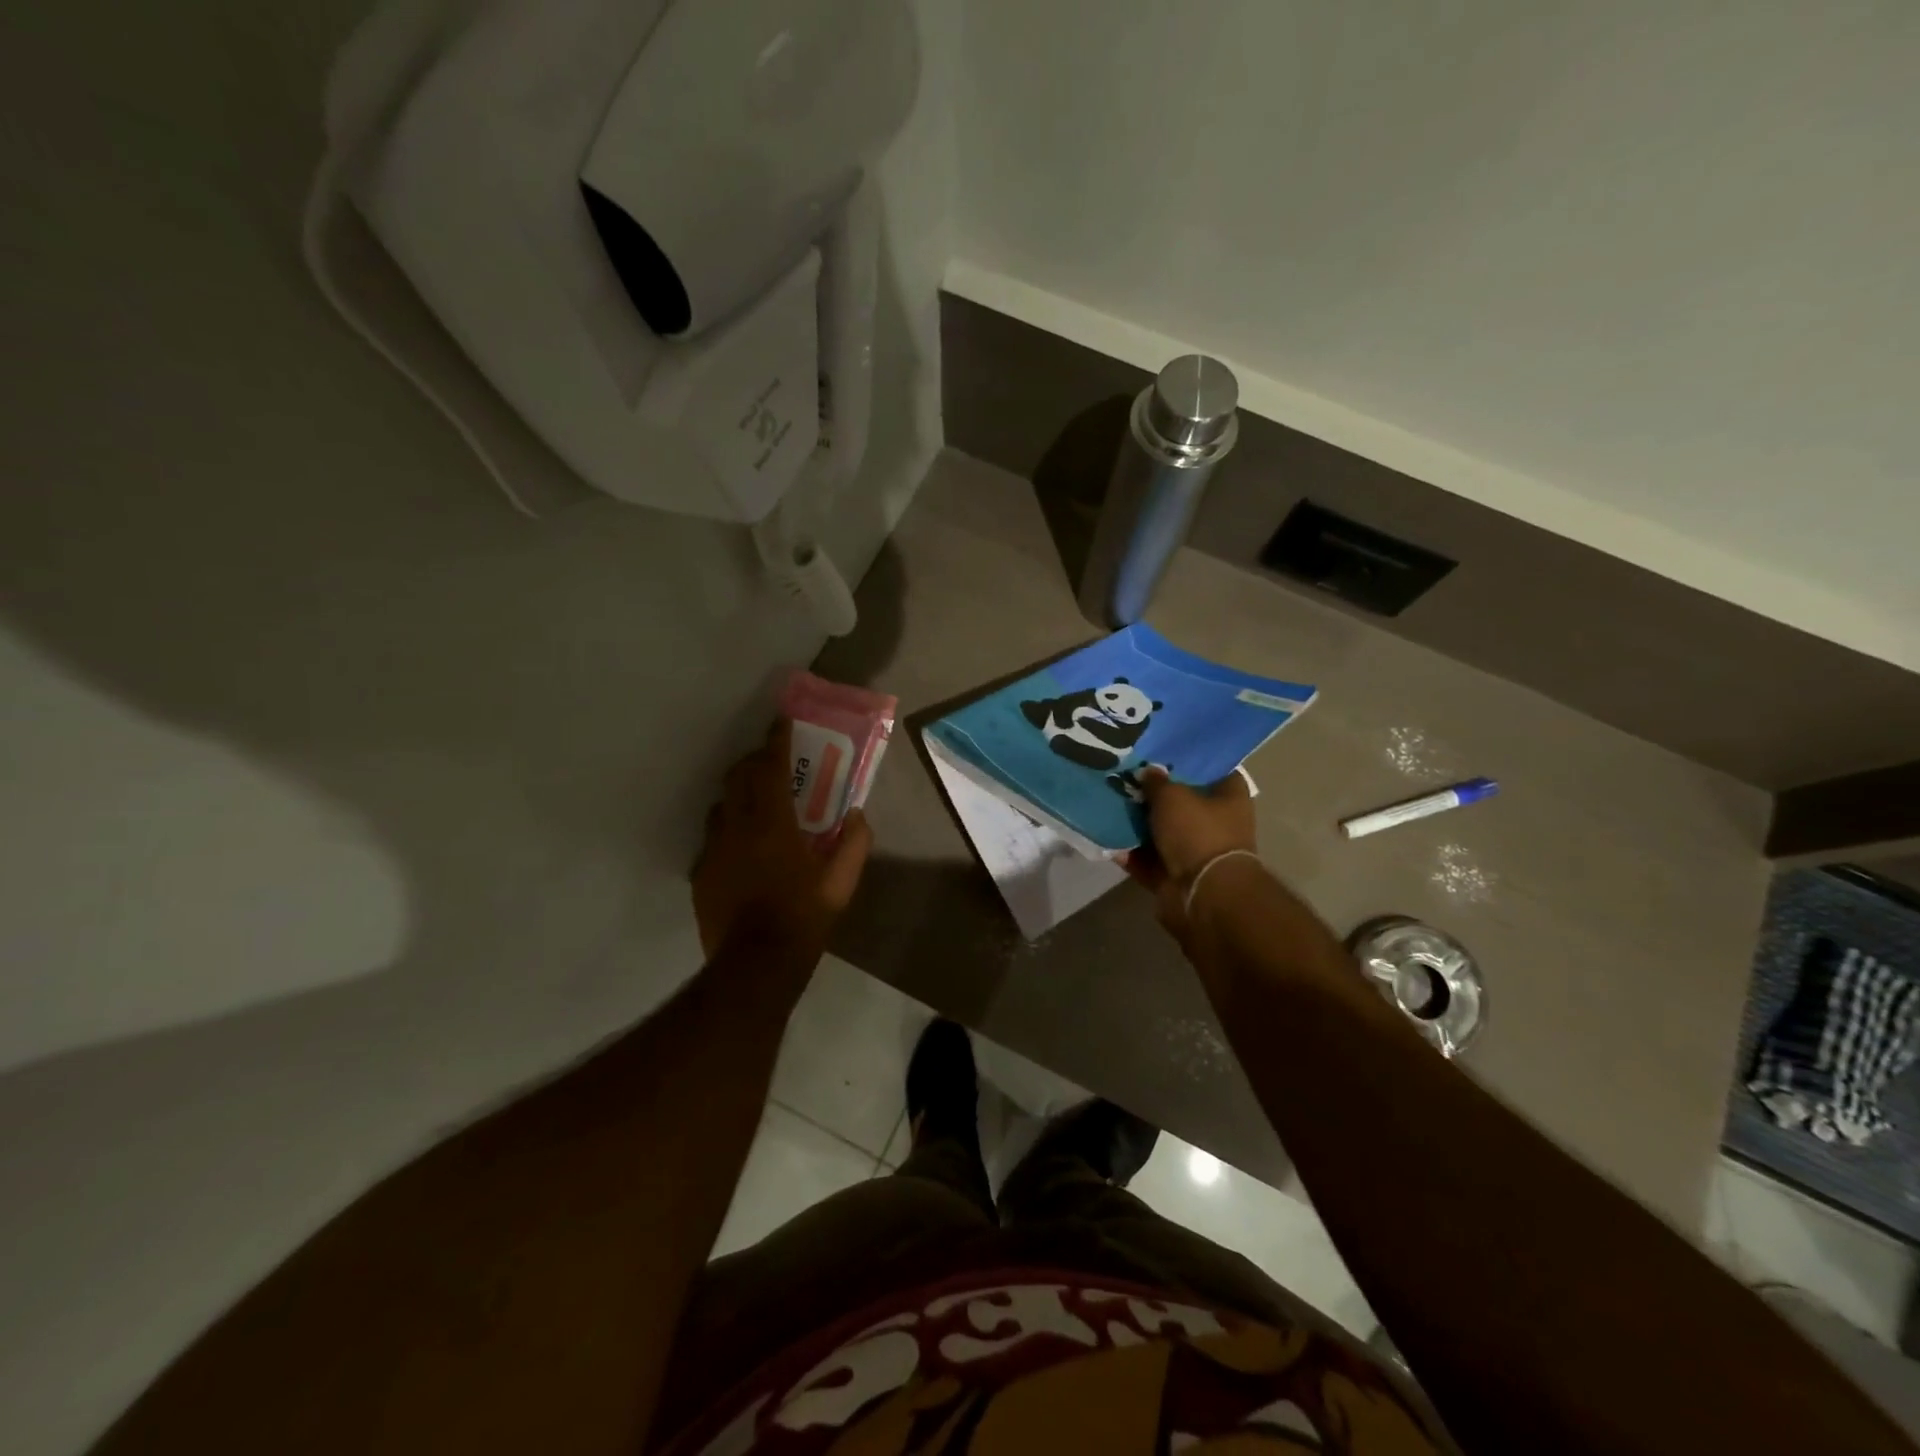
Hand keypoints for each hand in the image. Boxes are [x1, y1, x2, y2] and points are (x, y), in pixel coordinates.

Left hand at [692, 719, 872, 959]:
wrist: (756, 964)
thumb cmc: (803, 917)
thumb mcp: (841, 882)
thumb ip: (855, 843)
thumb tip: (859, 816)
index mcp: (772, 823)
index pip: (770, 767)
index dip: (776, 741)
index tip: (781, 722)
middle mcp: (737, 826)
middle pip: (737, 776)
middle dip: (753, 762)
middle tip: (772, 763)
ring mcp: (713, 849)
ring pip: (721, 805)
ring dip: (738, 795)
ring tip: (756, 804)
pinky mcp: (701, 872)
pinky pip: (713, 837)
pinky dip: (729, 829)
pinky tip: (742, 847)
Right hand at [1120, 767, 1258, 940]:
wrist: (1201, 894)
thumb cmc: (1197, 833)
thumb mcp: (1172, 796)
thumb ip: (1157, 782)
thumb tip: (1149, 772)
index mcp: (1229, 799)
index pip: (1214, 770)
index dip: (1190, 761)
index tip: (1163, 753)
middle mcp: (1217, 824)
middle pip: (1183, 802)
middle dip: (1156, 794)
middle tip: (1127, 777)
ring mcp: (1196, 853)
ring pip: (1162, 832)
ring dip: (1140, 824)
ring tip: (1110, 804)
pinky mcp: (1175, 877)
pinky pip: (1148, 860)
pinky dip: (1131, 853)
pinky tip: (1107, 837)